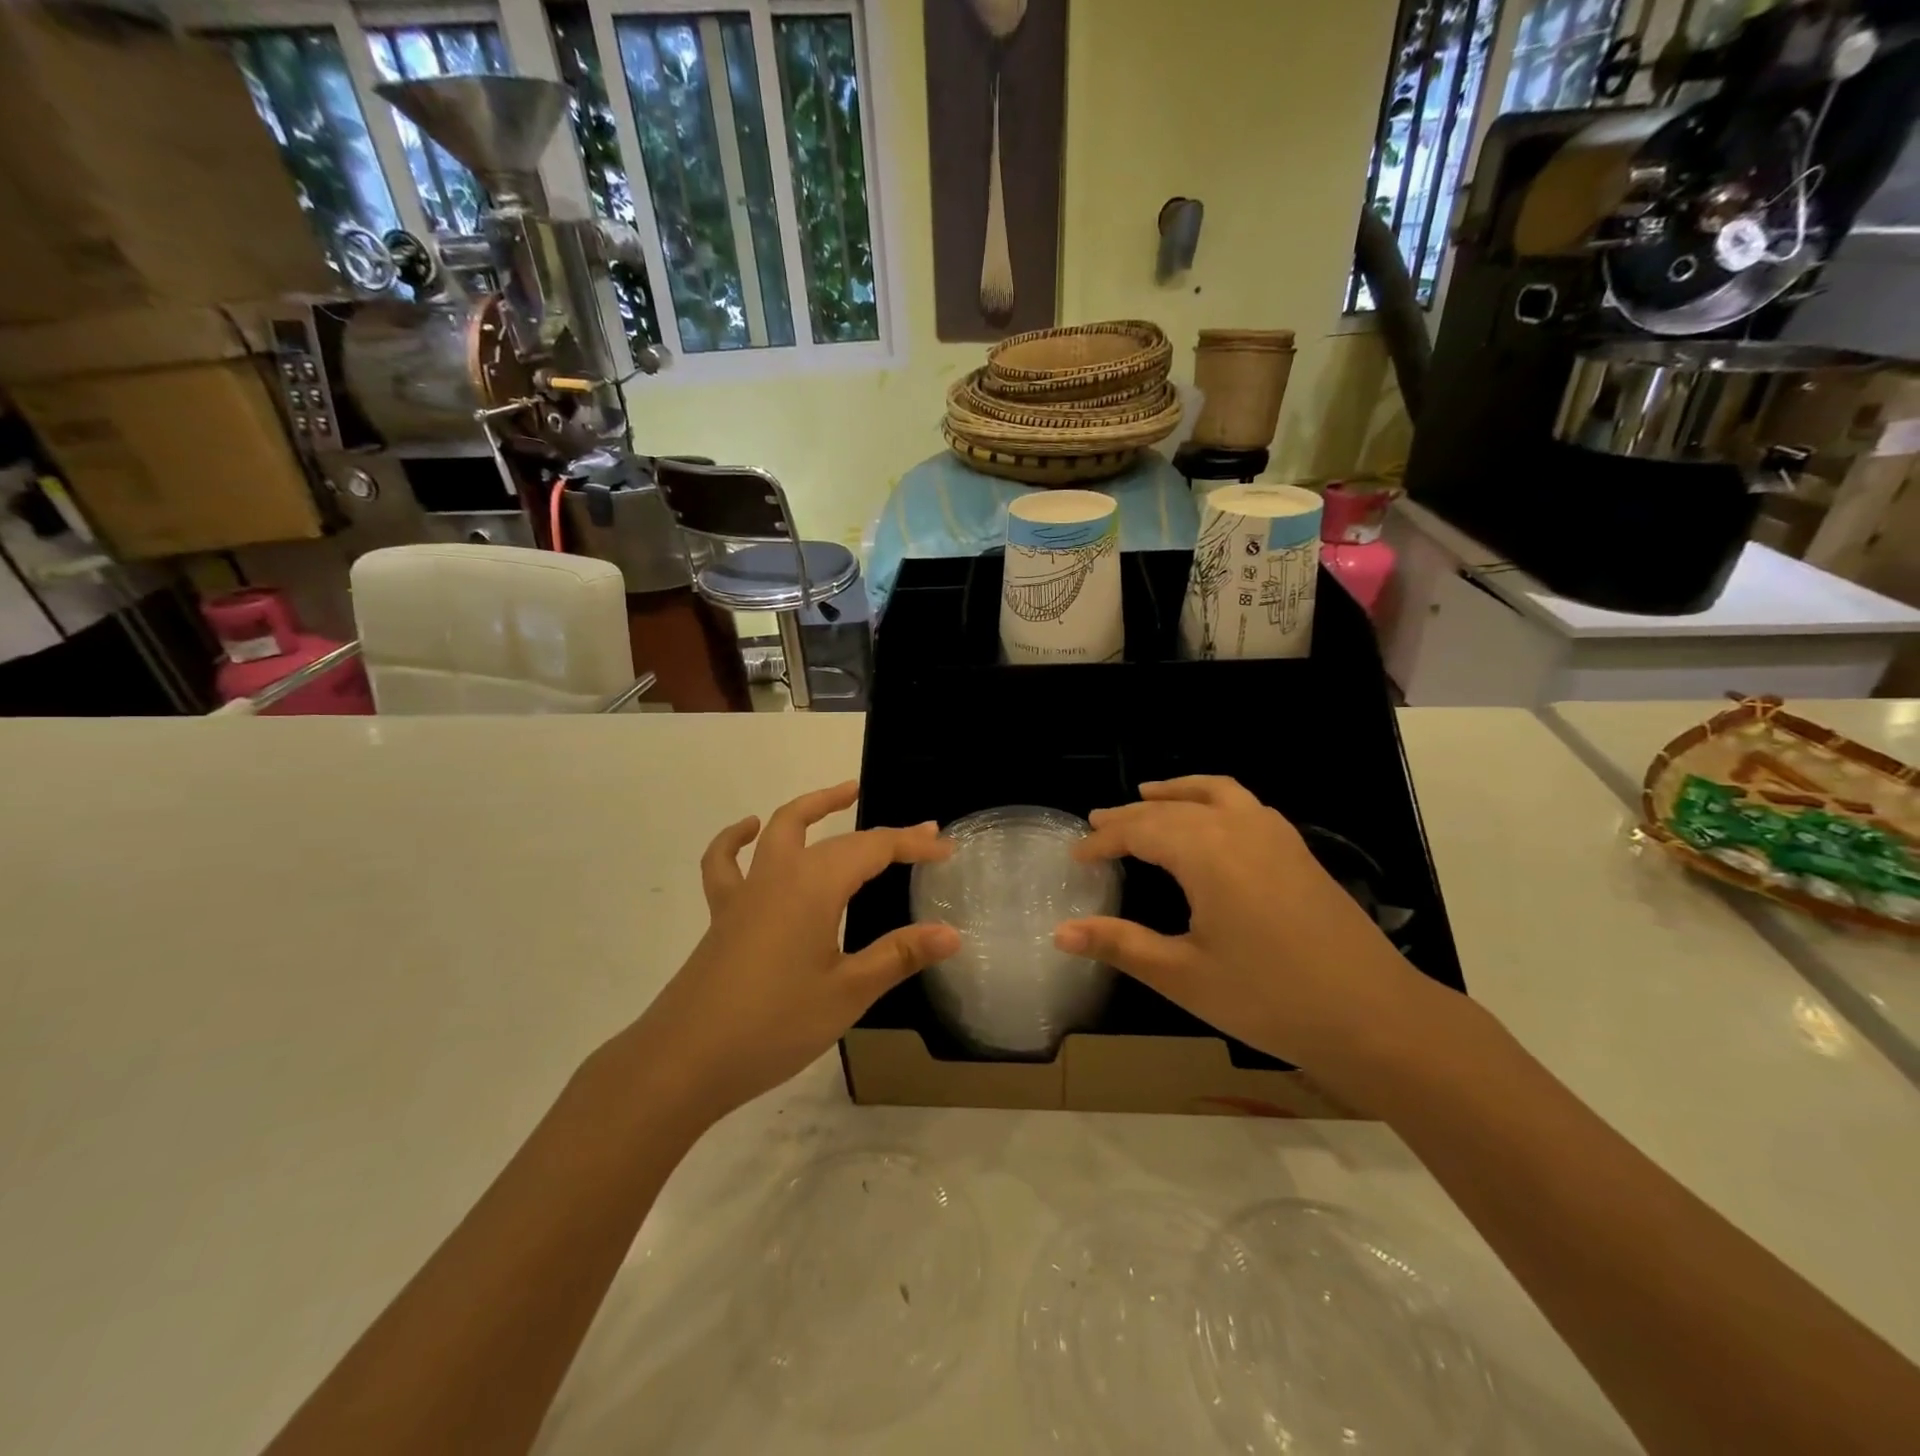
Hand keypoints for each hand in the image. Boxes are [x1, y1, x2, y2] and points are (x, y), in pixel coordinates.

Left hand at [627, 781, 958, 1122]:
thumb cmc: (774, 1025)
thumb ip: (898, 955)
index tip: (946, 849)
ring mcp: (746, 891)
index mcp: (815, 886)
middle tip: (917, 835)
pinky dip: (736, 839)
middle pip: (838, 838)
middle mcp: (781, 874)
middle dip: (881, 834)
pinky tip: (748, 830)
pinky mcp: (723, 913)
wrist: (685, 1060)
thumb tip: (951, 933)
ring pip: (780, 828)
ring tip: (843, 795)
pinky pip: (726, 862)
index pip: (875, 849)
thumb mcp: (847, 993)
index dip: (913, 845)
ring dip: (814, 807)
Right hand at [1053, 776, 1446, 1079]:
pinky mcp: (1298, 849)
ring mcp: (1275, 834)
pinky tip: (1212, 822)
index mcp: (1206, 852)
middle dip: (1130, 815)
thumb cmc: (1270, 998)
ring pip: (1214, 792)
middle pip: (1171, 808)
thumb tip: (1060, 933)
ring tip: (1149, 794)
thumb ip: (1120, 945)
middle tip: (1097, 825)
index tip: (1076, 857)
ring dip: (1176, 792)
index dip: (1103, 840)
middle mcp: (1238, 827)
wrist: (1375, 1016)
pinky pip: (1245, 804)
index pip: (1140, 830)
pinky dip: (1214, 798)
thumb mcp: (1183, 976)